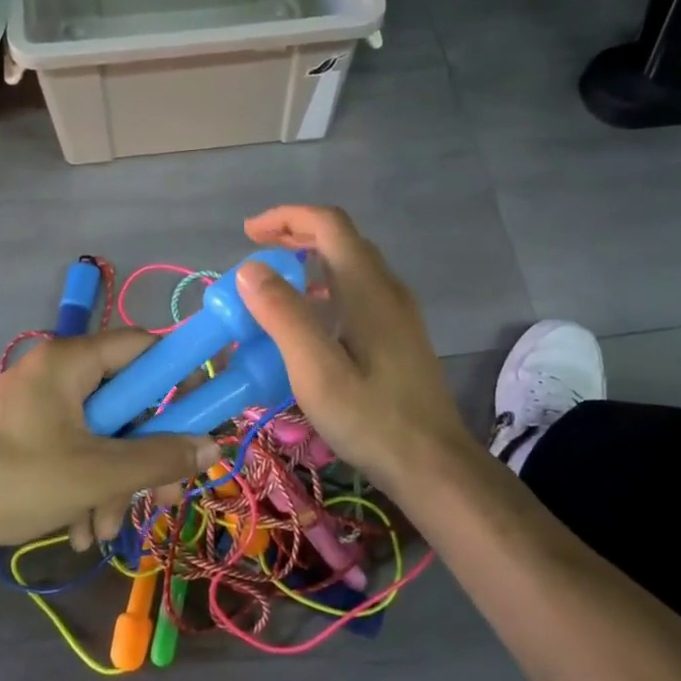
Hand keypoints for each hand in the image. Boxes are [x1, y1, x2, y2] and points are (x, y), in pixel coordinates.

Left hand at [0, 329, 220, 560]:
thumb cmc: (14, 481)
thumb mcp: (96, 474)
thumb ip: (158, 458)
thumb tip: (211, 446)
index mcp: (72, 361)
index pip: (145, 347)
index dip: (179, 380)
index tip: (198, 422)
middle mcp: (57, 372)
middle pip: (126, 402)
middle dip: (142, 457)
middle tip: (158, 499)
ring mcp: (37, 405)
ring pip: (102, 435)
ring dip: (114, 484)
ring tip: (103, 532)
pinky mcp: (24, 434)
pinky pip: (73, 450)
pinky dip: (85, 486)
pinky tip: (80, 530)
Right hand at [238, 205, 477, 494]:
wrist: (433, 464)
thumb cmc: (371, 419)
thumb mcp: (317, 370)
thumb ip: (284, 316)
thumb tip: (251, 269)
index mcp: (368, 288)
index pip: (328, 224)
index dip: (286, 217)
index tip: (248, 233)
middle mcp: (387, 289)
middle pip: (341, 239)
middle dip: (295, 235)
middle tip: (255, 255)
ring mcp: (398, 313)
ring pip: (351, 265)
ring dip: (310, 261)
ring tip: (273, 287)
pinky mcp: (399, 336)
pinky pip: (358, 292)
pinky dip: (325, 287)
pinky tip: (308, 323)